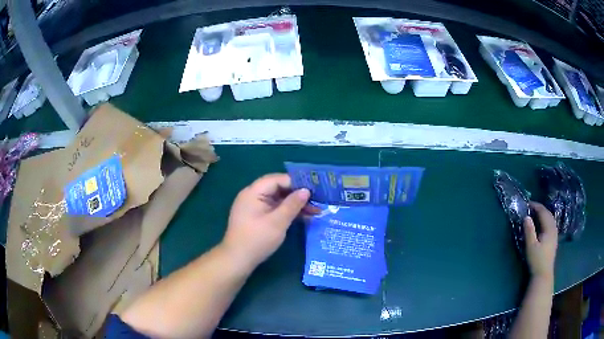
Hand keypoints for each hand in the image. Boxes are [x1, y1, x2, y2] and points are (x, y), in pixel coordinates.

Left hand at [221, 173, 309, 271]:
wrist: (237, 260)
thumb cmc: (257, 239)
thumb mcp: (278, 222)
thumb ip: (292, 204)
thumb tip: (306, 190)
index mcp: (253, 192)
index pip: (277, 179)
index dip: (296, 182)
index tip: (314, 189)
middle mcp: (252, 195)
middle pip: (278, 188)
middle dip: (297, 194)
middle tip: (317, 200)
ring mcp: (254, 207)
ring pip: (277, 200)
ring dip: (294, 204)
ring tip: (315, 210)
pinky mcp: (257, 217)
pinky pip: (274, 209)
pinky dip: (287, 212)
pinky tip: (303, 217)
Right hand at [523, 202, 557, 279]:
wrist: (543, 274)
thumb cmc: (536, 260)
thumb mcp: (531, 246)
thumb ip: (529, 231)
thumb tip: (526, 217)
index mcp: (549, 228)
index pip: (543, 212)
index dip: (536, 206)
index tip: (527, 204)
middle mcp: (553, 228)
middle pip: (548, 213)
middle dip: (540, 209)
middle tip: (531, 207)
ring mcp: (555, 234)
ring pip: (550, 218)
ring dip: (543, 213)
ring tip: (536, 214)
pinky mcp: (554, 239)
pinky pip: (551, 223)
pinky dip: (546, 219)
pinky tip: (542, 223)